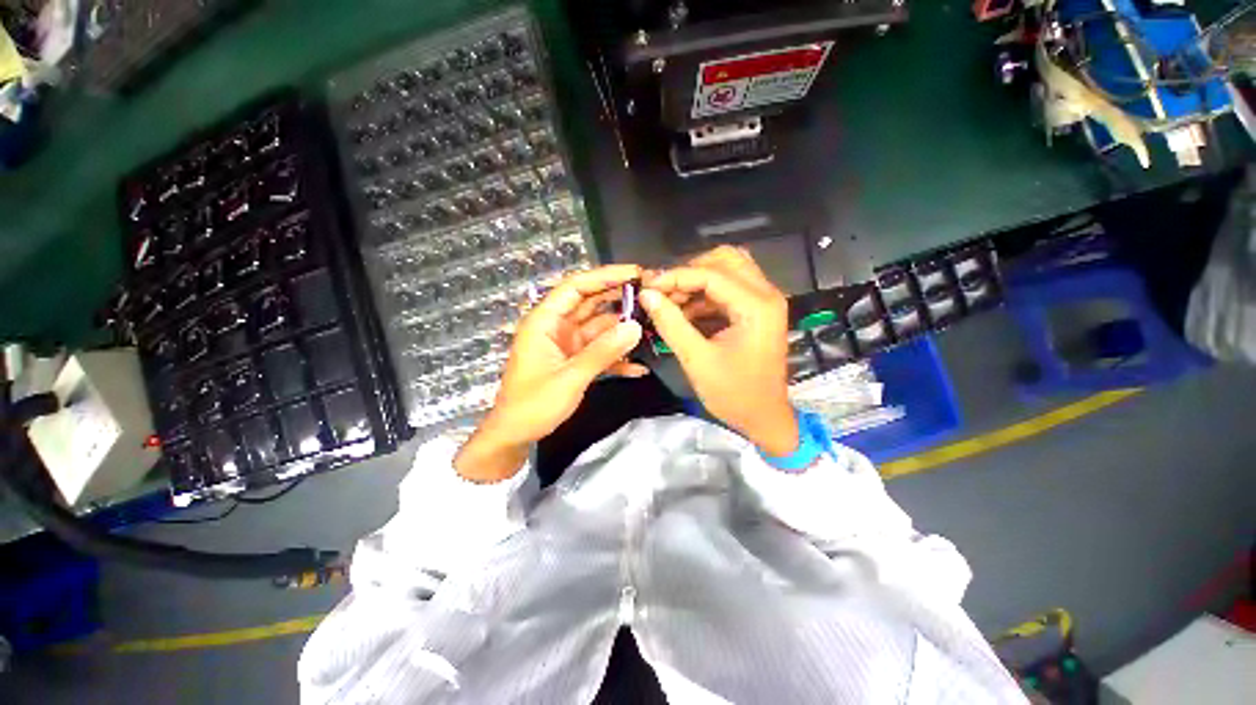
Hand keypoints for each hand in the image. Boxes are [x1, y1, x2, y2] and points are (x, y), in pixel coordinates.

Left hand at [454, 265, 646, 481]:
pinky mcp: (575, 361)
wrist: (516, 435)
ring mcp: (567, 345)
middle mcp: (557, 327)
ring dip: (622, 329)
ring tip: (652, 327)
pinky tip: (639, 368)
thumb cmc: (533, 404)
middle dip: (618, 298)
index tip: (634, 273)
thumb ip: (602, 352)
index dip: (604, 276)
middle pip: (590, 303)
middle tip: (650, 294)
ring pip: (599, 328)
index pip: (575, 287)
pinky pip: (599, 352)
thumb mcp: (570, 377)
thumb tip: (635, 327)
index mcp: (545, 322)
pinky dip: (617, 358)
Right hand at [641, 247, 798, 455]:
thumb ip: (671, 323)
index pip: (712, 274)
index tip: (647, 287)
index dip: (676, 277)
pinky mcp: (755, 311)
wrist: (763, 418)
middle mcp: (766, 295)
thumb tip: (646, 295)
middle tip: (663, 291)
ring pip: (727, 270)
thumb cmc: (734, 394)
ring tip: (669, 302)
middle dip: (689, 271)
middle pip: (725, 259)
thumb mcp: (697, 360)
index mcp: (757, 306)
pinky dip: (703, 295)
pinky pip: (727, 289)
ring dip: (696, 281)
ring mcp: (763, 301)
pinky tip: (683, 312)